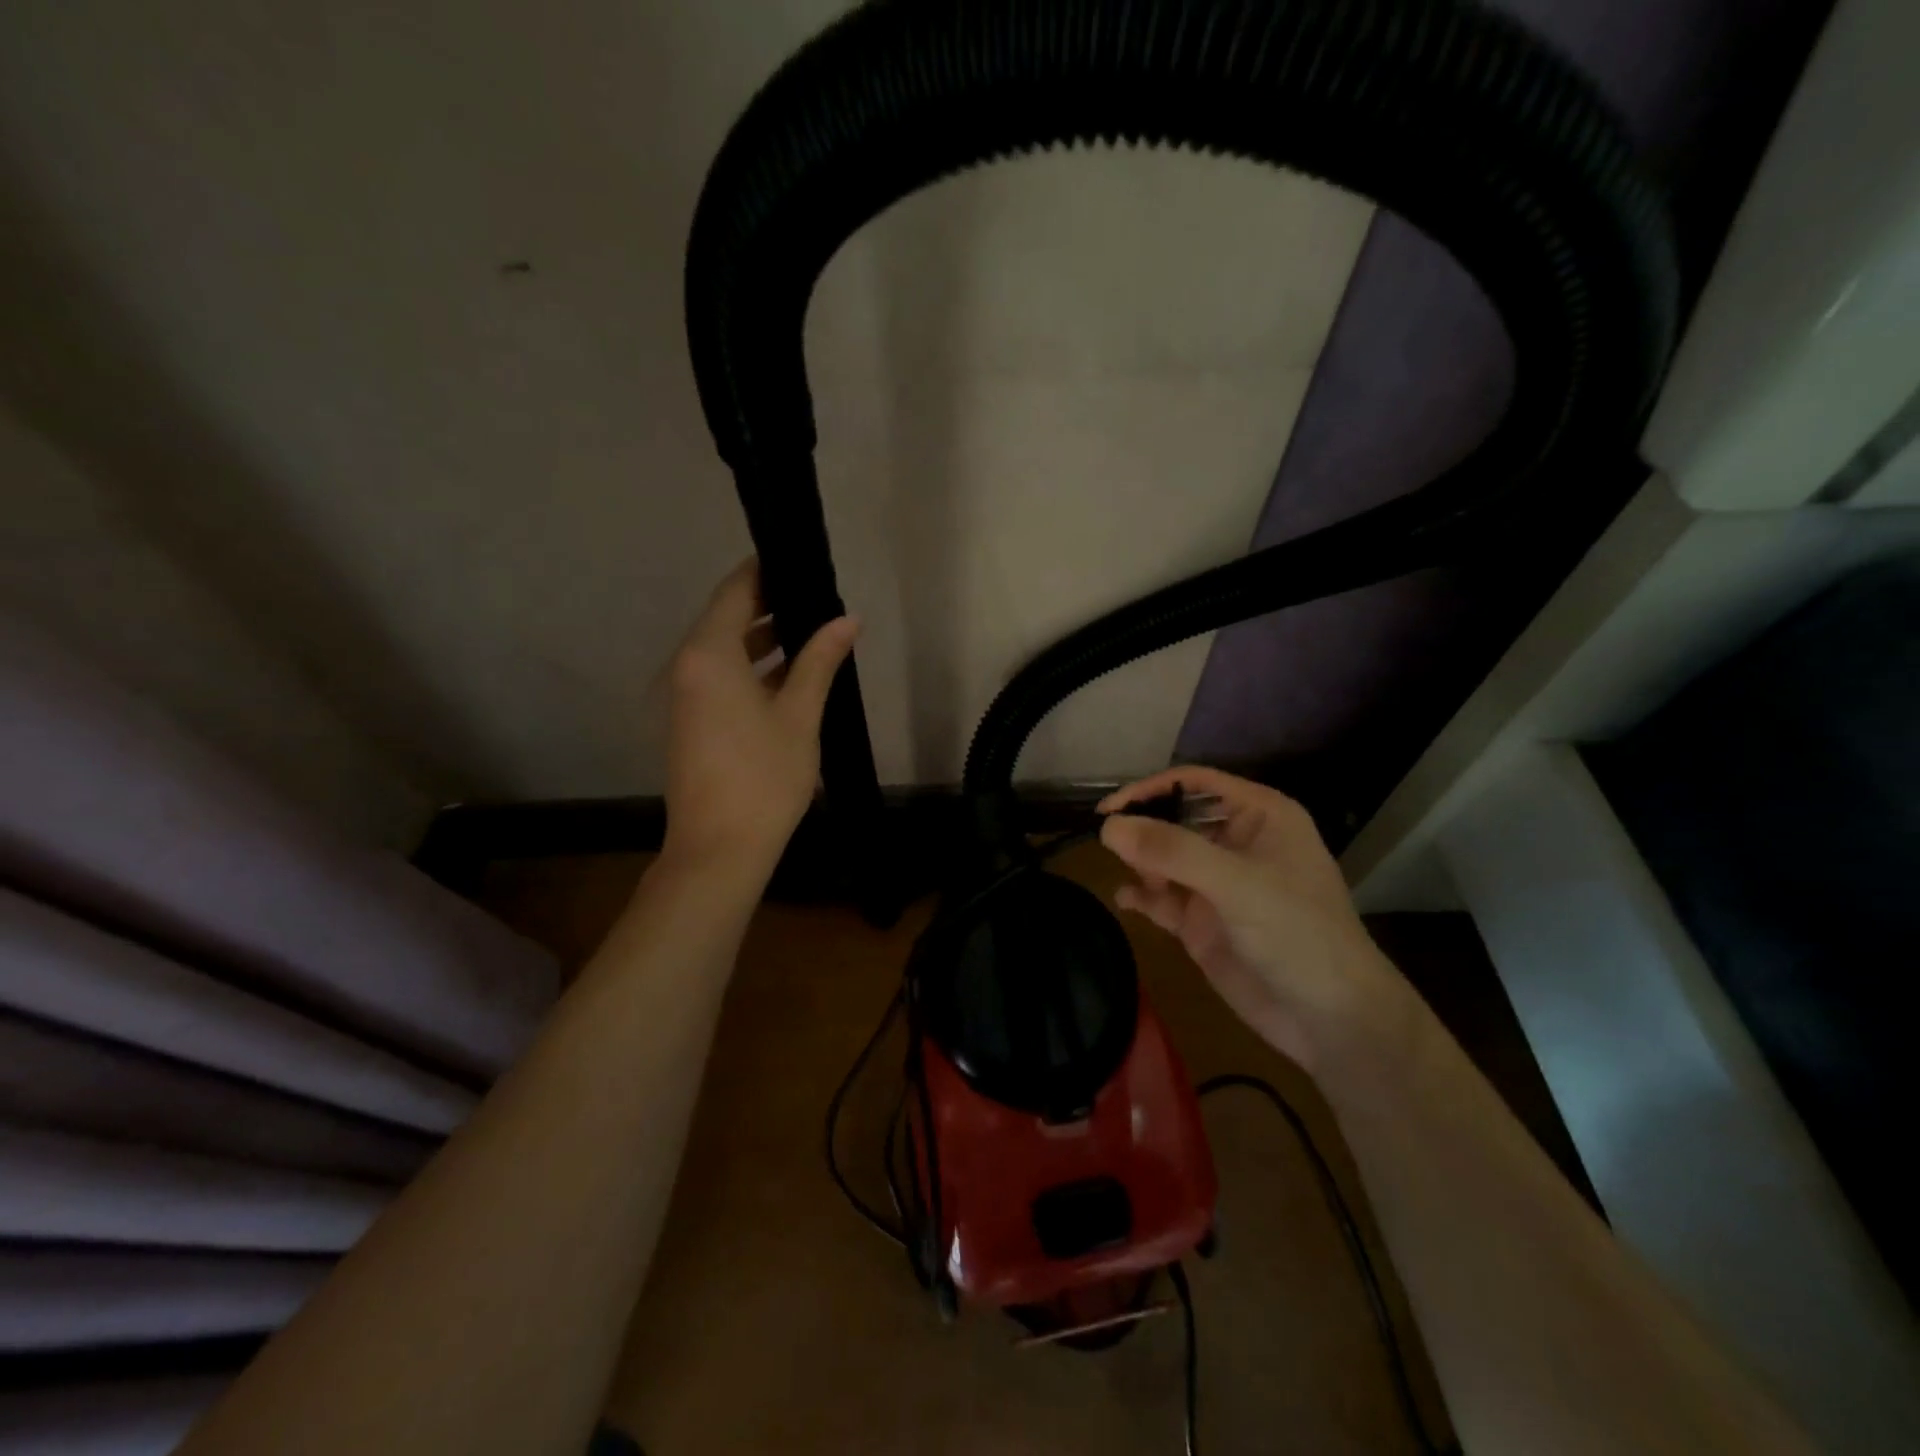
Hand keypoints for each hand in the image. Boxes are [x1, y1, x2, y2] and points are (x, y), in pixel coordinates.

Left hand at [661, 559, 859, 879]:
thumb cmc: (764, 777)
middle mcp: (686, 666)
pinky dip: (751, 668)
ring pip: (724, 650)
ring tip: (813, 633)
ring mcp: (683, 696)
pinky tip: (790, 675)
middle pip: (727, 618)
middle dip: (770, 606)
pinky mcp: (689, 721)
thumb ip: (820, 660)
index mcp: (708, 654)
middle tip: (818, 597)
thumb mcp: (800, 714)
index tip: (801, 561)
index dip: (767, 571)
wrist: (719, 849)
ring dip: (763, 640)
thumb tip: (848, 619)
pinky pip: (719, 677)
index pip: (736, 590)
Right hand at [1099, 767, 1405, 1069]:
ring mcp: (1217, 884)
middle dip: (1143, 830)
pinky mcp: (1202, 921)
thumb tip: (1108, 826)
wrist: (1331, 1022)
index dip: (1151, 790)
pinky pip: (1162, 898)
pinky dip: (1142, 895)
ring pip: (1164, 858)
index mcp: (1259, 816)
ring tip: (1139, 882)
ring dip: (1141, 863)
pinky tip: (1126, 900)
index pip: (1195, 783)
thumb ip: (1172, 851)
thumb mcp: (1237, 884)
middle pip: (1174, 819)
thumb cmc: (1298, 935)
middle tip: (1112, 847)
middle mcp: (1235, 843)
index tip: (1109, 809)